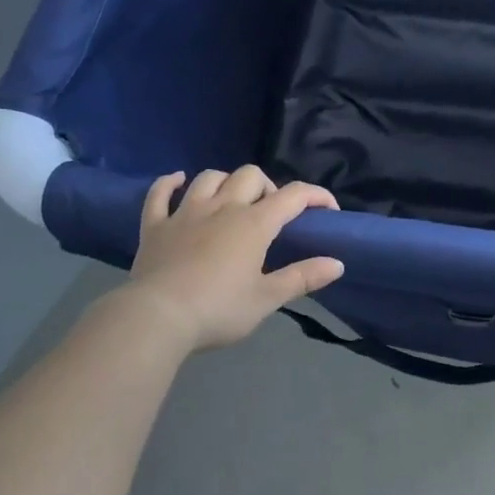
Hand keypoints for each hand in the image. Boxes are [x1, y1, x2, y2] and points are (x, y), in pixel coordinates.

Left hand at [121, 166, 343, 353]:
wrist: (156, 319)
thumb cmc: (217, 310)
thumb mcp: (266, 299)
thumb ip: (302, 277)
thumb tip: (338, 263)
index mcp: (254, 223)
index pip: (293, 195)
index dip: (315, 196)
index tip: (328, 209)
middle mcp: (223, 207)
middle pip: (250, 175)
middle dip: (266, 187)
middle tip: (269, 214)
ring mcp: (186, 213)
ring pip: (209, 177)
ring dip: (225, 182)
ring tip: (231, 200)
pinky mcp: (156, 226)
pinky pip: (160, 194)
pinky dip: (169, 183)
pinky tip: (178, 180)